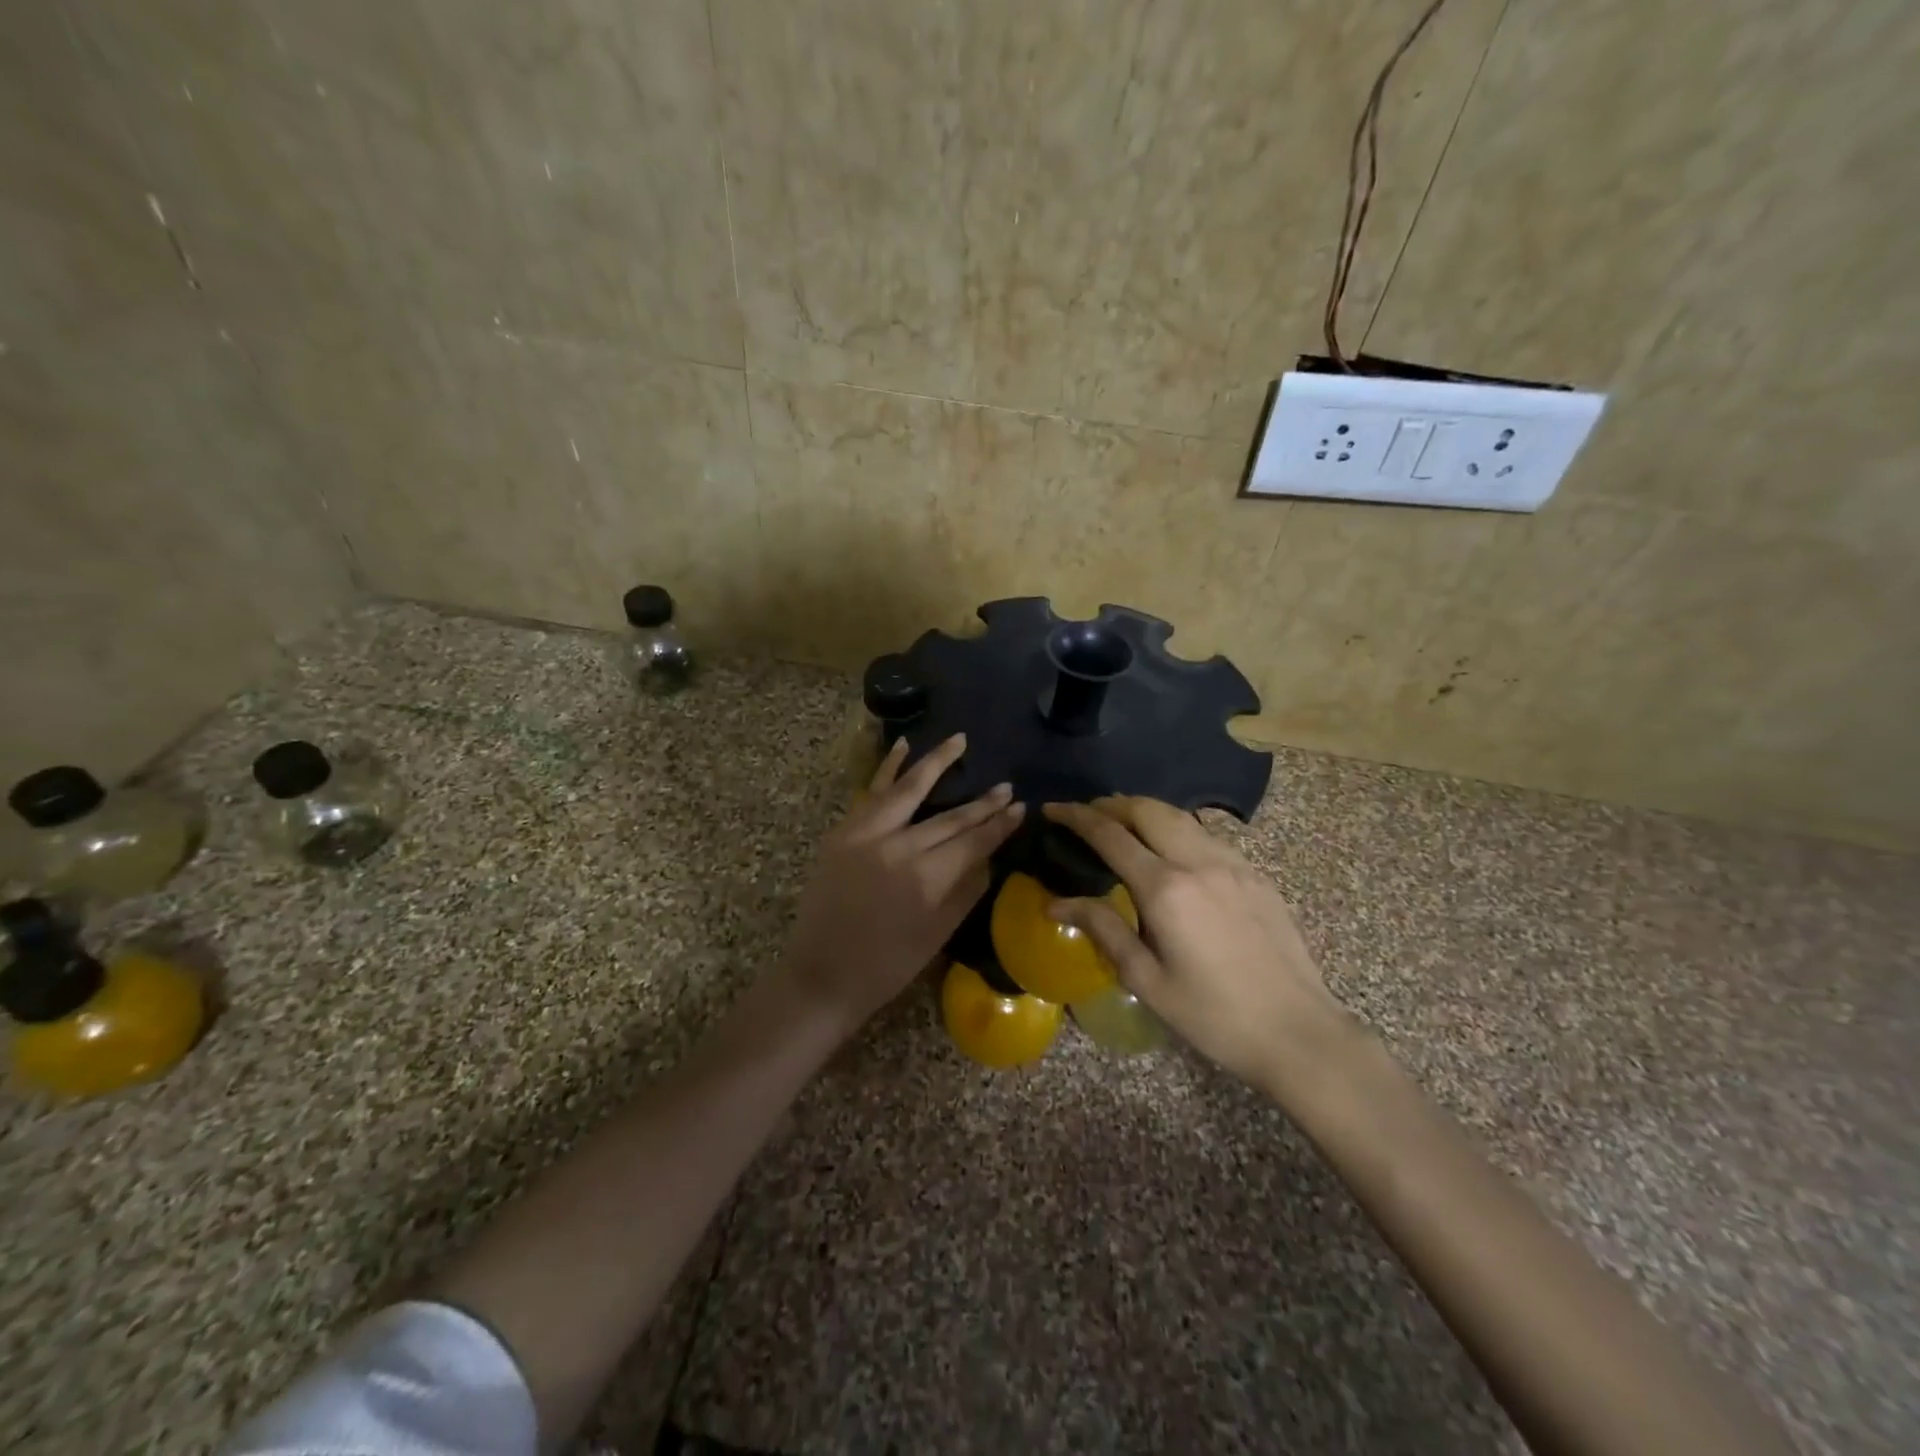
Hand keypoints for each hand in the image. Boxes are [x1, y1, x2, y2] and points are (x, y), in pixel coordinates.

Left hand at [783, 734, 1023, 1032]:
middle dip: (981, 802)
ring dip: (935, 762)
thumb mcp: (938, 934)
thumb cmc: (887, 965)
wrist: (822, 974)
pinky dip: (887, 768)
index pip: (973, 841)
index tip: (1020, 806)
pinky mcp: (843, 832)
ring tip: (959, 740)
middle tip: (1006, 785)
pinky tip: (903, 746)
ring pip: (908, 789)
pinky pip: (870, 793)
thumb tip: (989, 856)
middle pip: (949, 817)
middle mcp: (898, 846)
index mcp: (926, 877)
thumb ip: (967, 890)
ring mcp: (866, 834)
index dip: (999, 824)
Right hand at [1042, 797, 1348, 1092]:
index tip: (1052, 808)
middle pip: (1147, 809)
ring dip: (1144, 811)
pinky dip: (1176, 828)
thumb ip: (1102, 929)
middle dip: (1111, 803)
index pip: (1110, 835)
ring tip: (1123, 823)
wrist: (1297, 1031)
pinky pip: (1207, 834)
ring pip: (1180, 816)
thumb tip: (1055, 903)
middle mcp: (1198, 861)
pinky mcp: (1255, 873)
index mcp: (1165, 888)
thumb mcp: (1147, 980)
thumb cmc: (1213, 1015)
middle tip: (1086, 813)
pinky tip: (1171, 850)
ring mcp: (1232, 863)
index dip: (1076, 816)